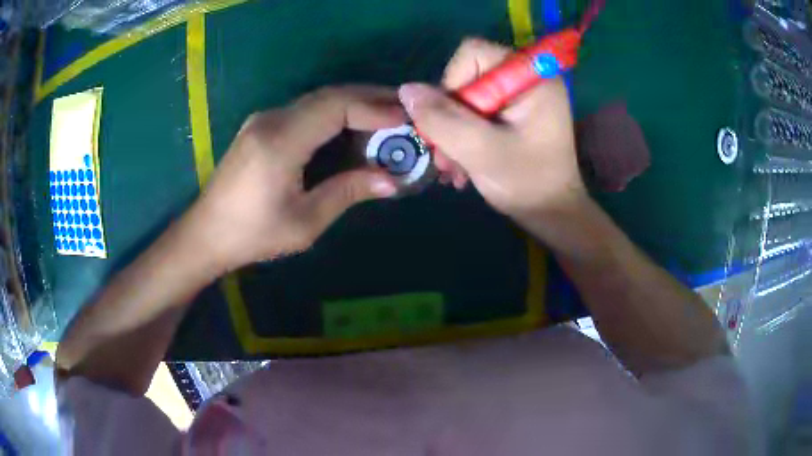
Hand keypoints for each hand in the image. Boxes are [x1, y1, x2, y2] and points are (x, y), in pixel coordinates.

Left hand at [183, 86, 403, 271]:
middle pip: (329, 95)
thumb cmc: (252, 234)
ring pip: (317, 99)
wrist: (206, 233)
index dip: (373, 108)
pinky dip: (334, 112)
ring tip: (386, 114)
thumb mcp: (304, 221)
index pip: (335, 106)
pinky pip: (305, 110)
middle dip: (370, 98)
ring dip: (353, 102)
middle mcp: (271, 119)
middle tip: (404, 109)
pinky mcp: (261, 126)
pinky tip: (352, 124)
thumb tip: (391, 180)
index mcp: (281, 141)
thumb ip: (347, 193)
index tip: (405, 118)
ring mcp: (264, 119)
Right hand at [398, 38, 585, 223]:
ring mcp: (521, 96)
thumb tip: (407, 90)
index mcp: (531, 76)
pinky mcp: (515, 113)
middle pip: (467, 77)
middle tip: (444, 157)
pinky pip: (477, 112)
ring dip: (453, 131)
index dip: (452, 83)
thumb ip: (443, 119)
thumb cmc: (527, 184)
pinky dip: (464, 136)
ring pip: (467, 97)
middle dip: (450, 118)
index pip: (473, 53)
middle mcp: (527, 78)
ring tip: (452, 168)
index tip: (453, 123)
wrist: (553, 215)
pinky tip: (462, 165)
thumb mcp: (481, 151)